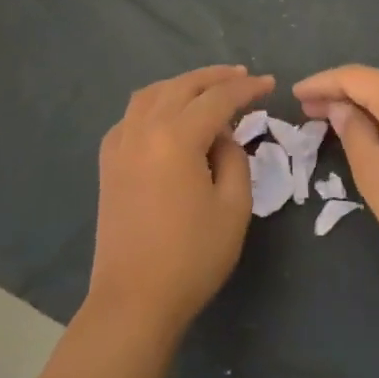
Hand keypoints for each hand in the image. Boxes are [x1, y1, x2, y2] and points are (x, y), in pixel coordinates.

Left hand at [87, 65, 273, 339]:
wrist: (134, 300)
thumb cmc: (191, 257)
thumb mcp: (233, 207)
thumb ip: (233, 158)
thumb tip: (220, 136)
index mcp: (176, 137)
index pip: (218, 98)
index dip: (247, 88)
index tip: (269, 84)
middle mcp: (143, 129)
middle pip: (182, 86)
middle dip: (215, 77)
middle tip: (243, 77)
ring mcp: (120, 144)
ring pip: (152, 94)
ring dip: (182, 84)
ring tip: (207, 88)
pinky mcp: (108, 162)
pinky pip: (131, 116)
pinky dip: (154, 104)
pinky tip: (168, 116)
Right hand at [293, 65, 378, 271]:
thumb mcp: (374, 172)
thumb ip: (353, 132)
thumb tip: (342, 108)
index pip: (354, 76)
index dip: (322, 82)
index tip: (295, 93)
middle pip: (377, 84)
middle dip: (340, 94)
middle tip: (308, 110)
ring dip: (365, 108)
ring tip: (337, 124)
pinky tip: (378, 138)